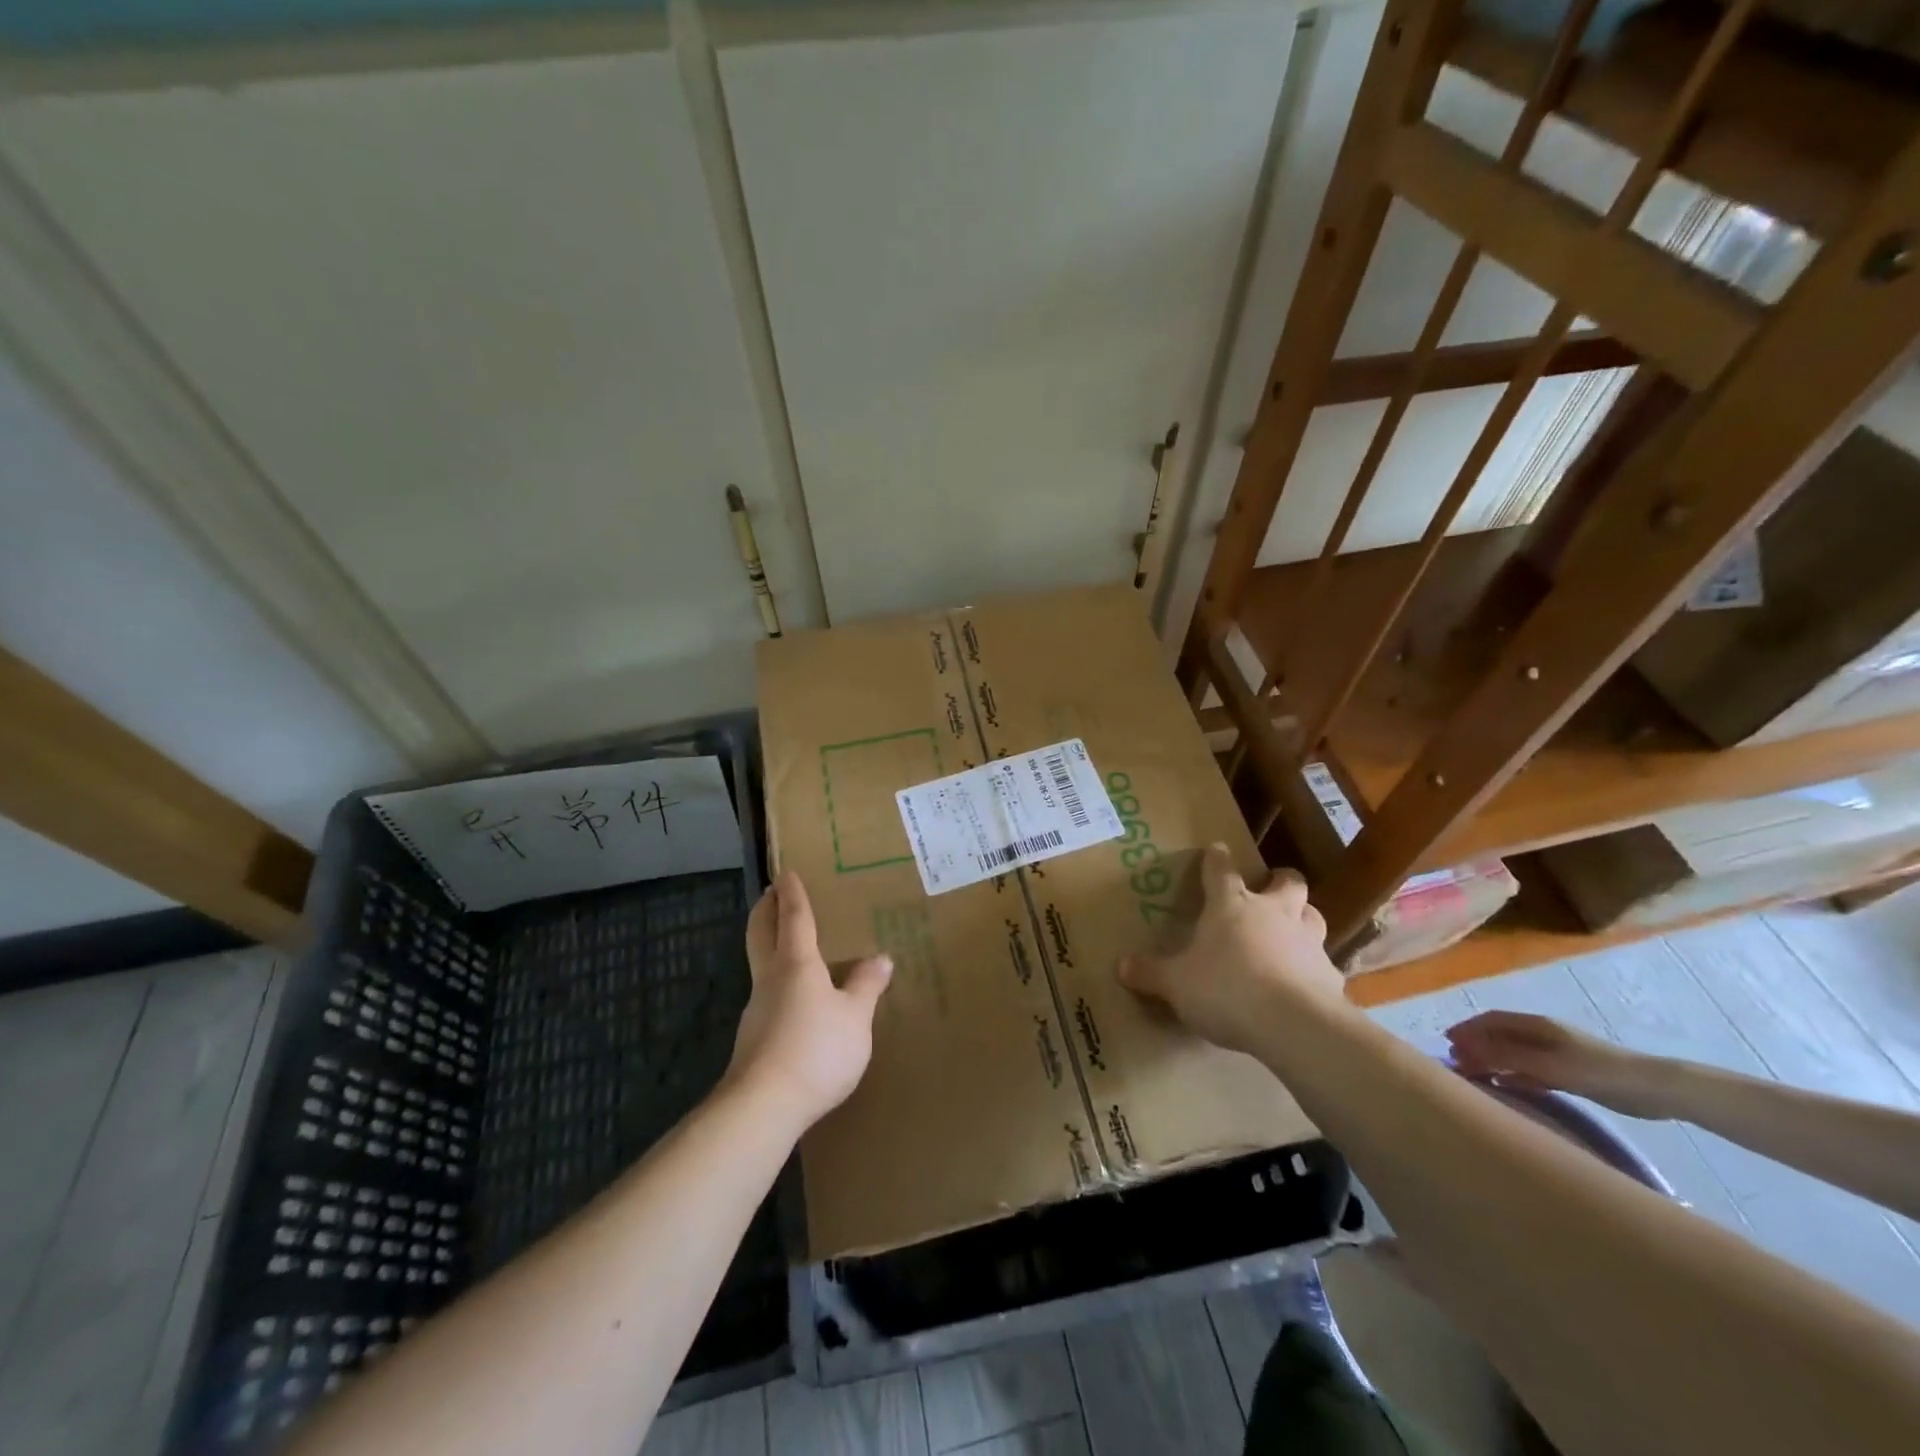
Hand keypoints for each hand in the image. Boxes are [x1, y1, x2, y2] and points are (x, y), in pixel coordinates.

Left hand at [727, 871, 892, 1130]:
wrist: (763, 1106)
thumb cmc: (816, 1049)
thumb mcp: (855, 1018)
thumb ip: (867, 987)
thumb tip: (881, 958)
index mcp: (797, 963)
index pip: (793, 917)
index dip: (792, 894)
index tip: (785, 873)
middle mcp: (770, 978)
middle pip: (761, 933)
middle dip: (765, 911)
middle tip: (770, 894)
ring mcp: (756, 1008)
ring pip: (760, 964)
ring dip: (768, 946)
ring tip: (788, 946)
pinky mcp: (753, 1038)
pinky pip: (766, 995)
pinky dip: (776, 981)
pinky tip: (793, 999)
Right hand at [1115, 843, 1346, 1056]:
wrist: (1294, 1024)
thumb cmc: (1226, 989)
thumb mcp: (1176, 984)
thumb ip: (1151, 973)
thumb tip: (1121, 966)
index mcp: (1231, 906)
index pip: (1221, 871)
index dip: (1217, 858)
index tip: (1217, 848)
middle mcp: (1273, 913)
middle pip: (1288, 882)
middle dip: (1280, 881)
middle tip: (1271, 889)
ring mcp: (1307, 941)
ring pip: (1313, 915)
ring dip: (1303, 918)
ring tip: (1291, 932)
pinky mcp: (1330, 974)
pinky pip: (1323, 962)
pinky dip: (1313, 967)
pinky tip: (1304, 983)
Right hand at [1444, 1011, 1670, 1118]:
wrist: (1654, 1089)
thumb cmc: (1596, 1070)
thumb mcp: (1547, 1064)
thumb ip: (1505, 1055)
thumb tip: (1464, 1045)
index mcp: (1535, 1025)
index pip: (1491, 1020)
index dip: (1467, 1028)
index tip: (1447, 1042)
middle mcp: (1541, 1035)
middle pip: (1500, 1036)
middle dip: (1476, 1045)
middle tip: (1457, 1063)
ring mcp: (1556, 1054)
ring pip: (1514, 1054)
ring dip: (1493, 1061)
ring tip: (1475, 1075)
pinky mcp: (1569, 1073)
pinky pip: (1531, 1070)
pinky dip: (1514, 1075)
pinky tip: (1507, 1086)